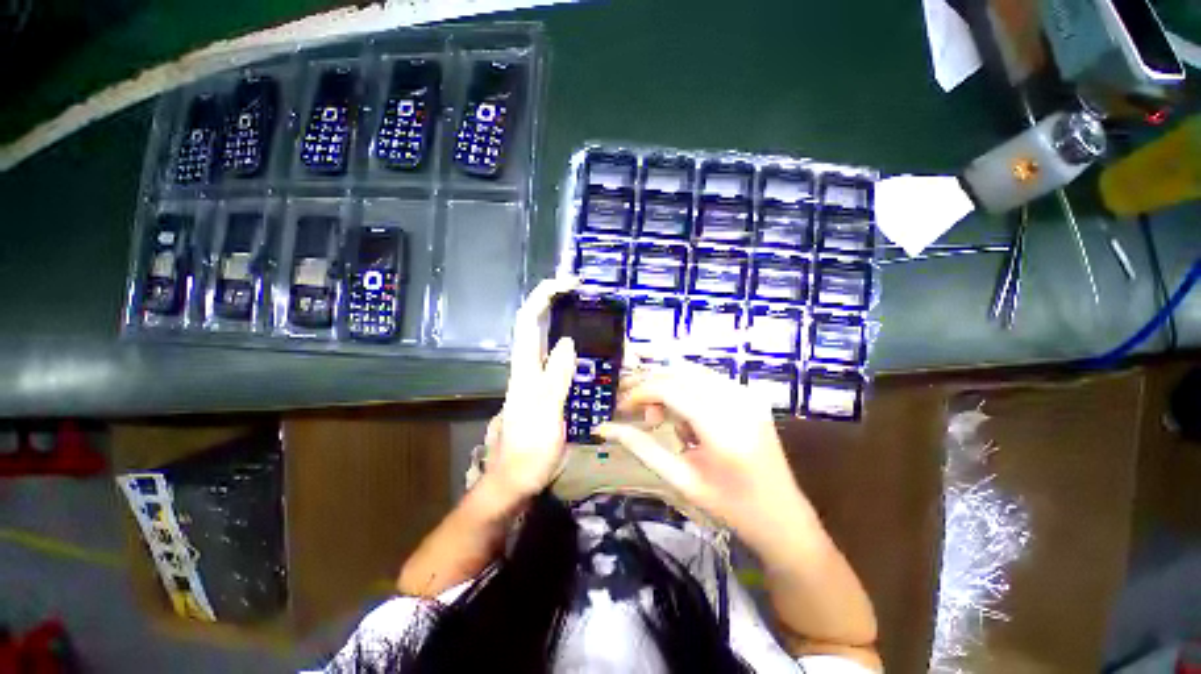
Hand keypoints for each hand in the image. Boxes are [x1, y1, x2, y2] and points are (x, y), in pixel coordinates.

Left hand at [483, 277, 578, 502]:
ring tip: (601, 326)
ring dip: (575, 330)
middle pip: (541, 326)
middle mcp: (530, 366)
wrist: (518, 478)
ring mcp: (540, 378)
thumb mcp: (545, 412)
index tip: (569, 283)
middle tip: (592, 302)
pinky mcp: (550, 390)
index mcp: (525, 367)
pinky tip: (597, 357)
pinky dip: (581, 353)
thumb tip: (567, 341)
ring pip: (555, 343)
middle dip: (563, 306)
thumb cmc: (529, 448)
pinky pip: (566, 363)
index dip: (544, 295)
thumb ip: (556, 377)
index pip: (529, 320)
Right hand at [595, 361, 813, 550]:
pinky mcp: (750, 395)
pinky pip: (707, 378)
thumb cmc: (729, 506)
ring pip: (691, 371)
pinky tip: (684, 417)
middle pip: (679, 372)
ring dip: (667, 385)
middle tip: (634, 409)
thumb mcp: (680, 480)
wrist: (782, 516)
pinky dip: (686, 389)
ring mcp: (747, 395)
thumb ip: (641, 447)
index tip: (621, 407)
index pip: (669, 389)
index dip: (639, 392)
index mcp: (722, 429)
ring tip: (659, 417)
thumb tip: (604, 428)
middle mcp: (737, 401)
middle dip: (650, 384)